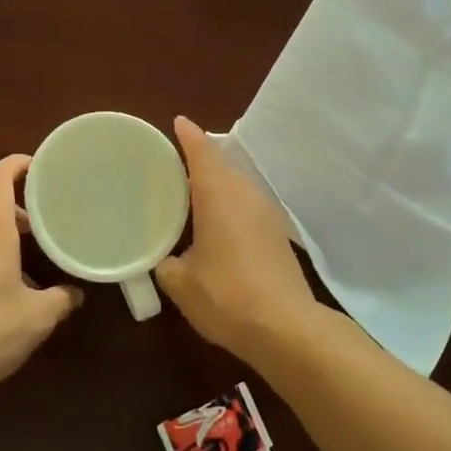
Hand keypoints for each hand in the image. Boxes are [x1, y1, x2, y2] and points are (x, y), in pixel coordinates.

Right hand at [155, 116, 318, 358]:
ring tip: (191, 193)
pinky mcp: (277, 235)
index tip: (178, 122)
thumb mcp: (181, 283)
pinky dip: (229, 205)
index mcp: (219, 194)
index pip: (202, 152)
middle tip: (173, 165)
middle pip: (222, 165)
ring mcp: (266, 214)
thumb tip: (165, 260)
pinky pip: (247, 206)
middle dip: (200, 160)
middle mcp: (245, 195)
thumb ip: (166, 264)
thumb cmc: (226, 295)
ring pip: (237, 186)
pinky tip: (217, 224)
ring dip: (216, 184)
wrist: (285, 328)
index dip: (189, 136)